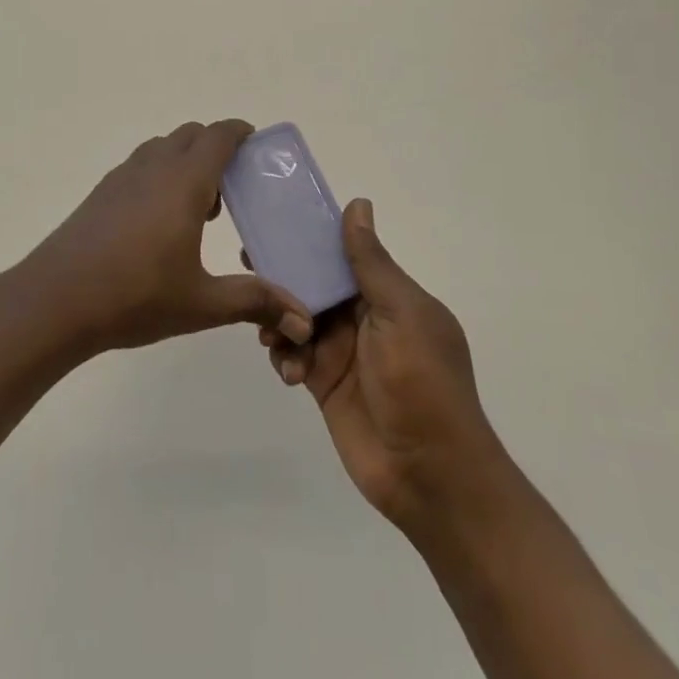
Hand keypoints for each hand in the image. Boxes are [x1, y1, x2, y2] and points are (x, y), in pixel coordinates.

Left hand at [17, 120, 314, 360]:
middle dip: (215, 148)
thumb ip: (254, 302)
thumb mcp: (202, 303)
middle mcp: (154, 166)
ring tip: (195, 209)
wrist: (56, 300)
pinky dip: (159, 175)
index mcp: (184, 181)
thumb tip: (303, 321)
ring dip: (185, 161)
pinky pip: (140, 165)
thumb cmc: (135, 295)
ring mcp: (122, 176)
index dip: (240, 132)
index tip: (256, 143)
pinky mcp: (101, 192)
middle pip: (191, 135)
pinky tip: (157, 223)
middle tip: (231, 188)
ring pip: (162, 148)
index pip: (218, 135)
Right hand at [261, 199, 509, 539]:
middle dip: (285, 274)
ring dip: (280, 318)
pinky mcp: (324, 382)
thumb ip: (370, 263)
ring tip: (270, 333)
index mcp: (389, 295)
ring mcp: (344, 351)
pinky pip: (294, 354)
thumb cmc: (421, 382)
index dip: (313, 238)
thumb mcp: (400, 314)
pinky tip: (288, 370)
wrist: (429, 474)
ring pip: (298, 316)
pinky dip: (285, 355)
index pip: (345, 254)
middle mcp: (365, 317)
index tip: (276, 222)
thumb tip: (358, 203)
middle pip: (316, 282)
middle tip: (249, 264)